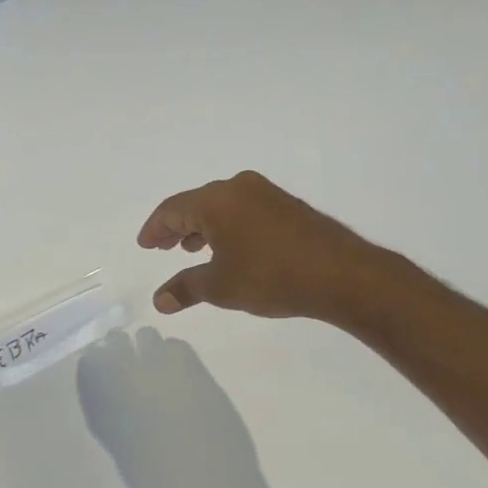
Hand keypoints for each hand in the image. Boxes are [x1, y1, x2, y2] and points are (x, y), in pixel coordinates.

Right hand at [137, 171, 395, 321]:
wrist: (342, 274)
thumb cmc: (271, 277)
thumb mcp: (221, 287)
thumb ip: (186, 288)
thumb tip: (160, 300)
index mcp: (216, 200)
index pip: (172, 209)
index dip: (155, 228)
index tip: (145, 245)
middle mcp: (239, 188)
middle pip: (196, 203)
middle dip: (177, 226)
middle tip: (163, 247)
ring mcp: (266, 194)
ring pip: (221, 206)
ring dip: (202, 227)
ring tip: (192, 250)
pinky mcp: (287, 205)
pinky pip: (243, 210)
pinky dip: (227, 226)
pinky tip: (230, 248)